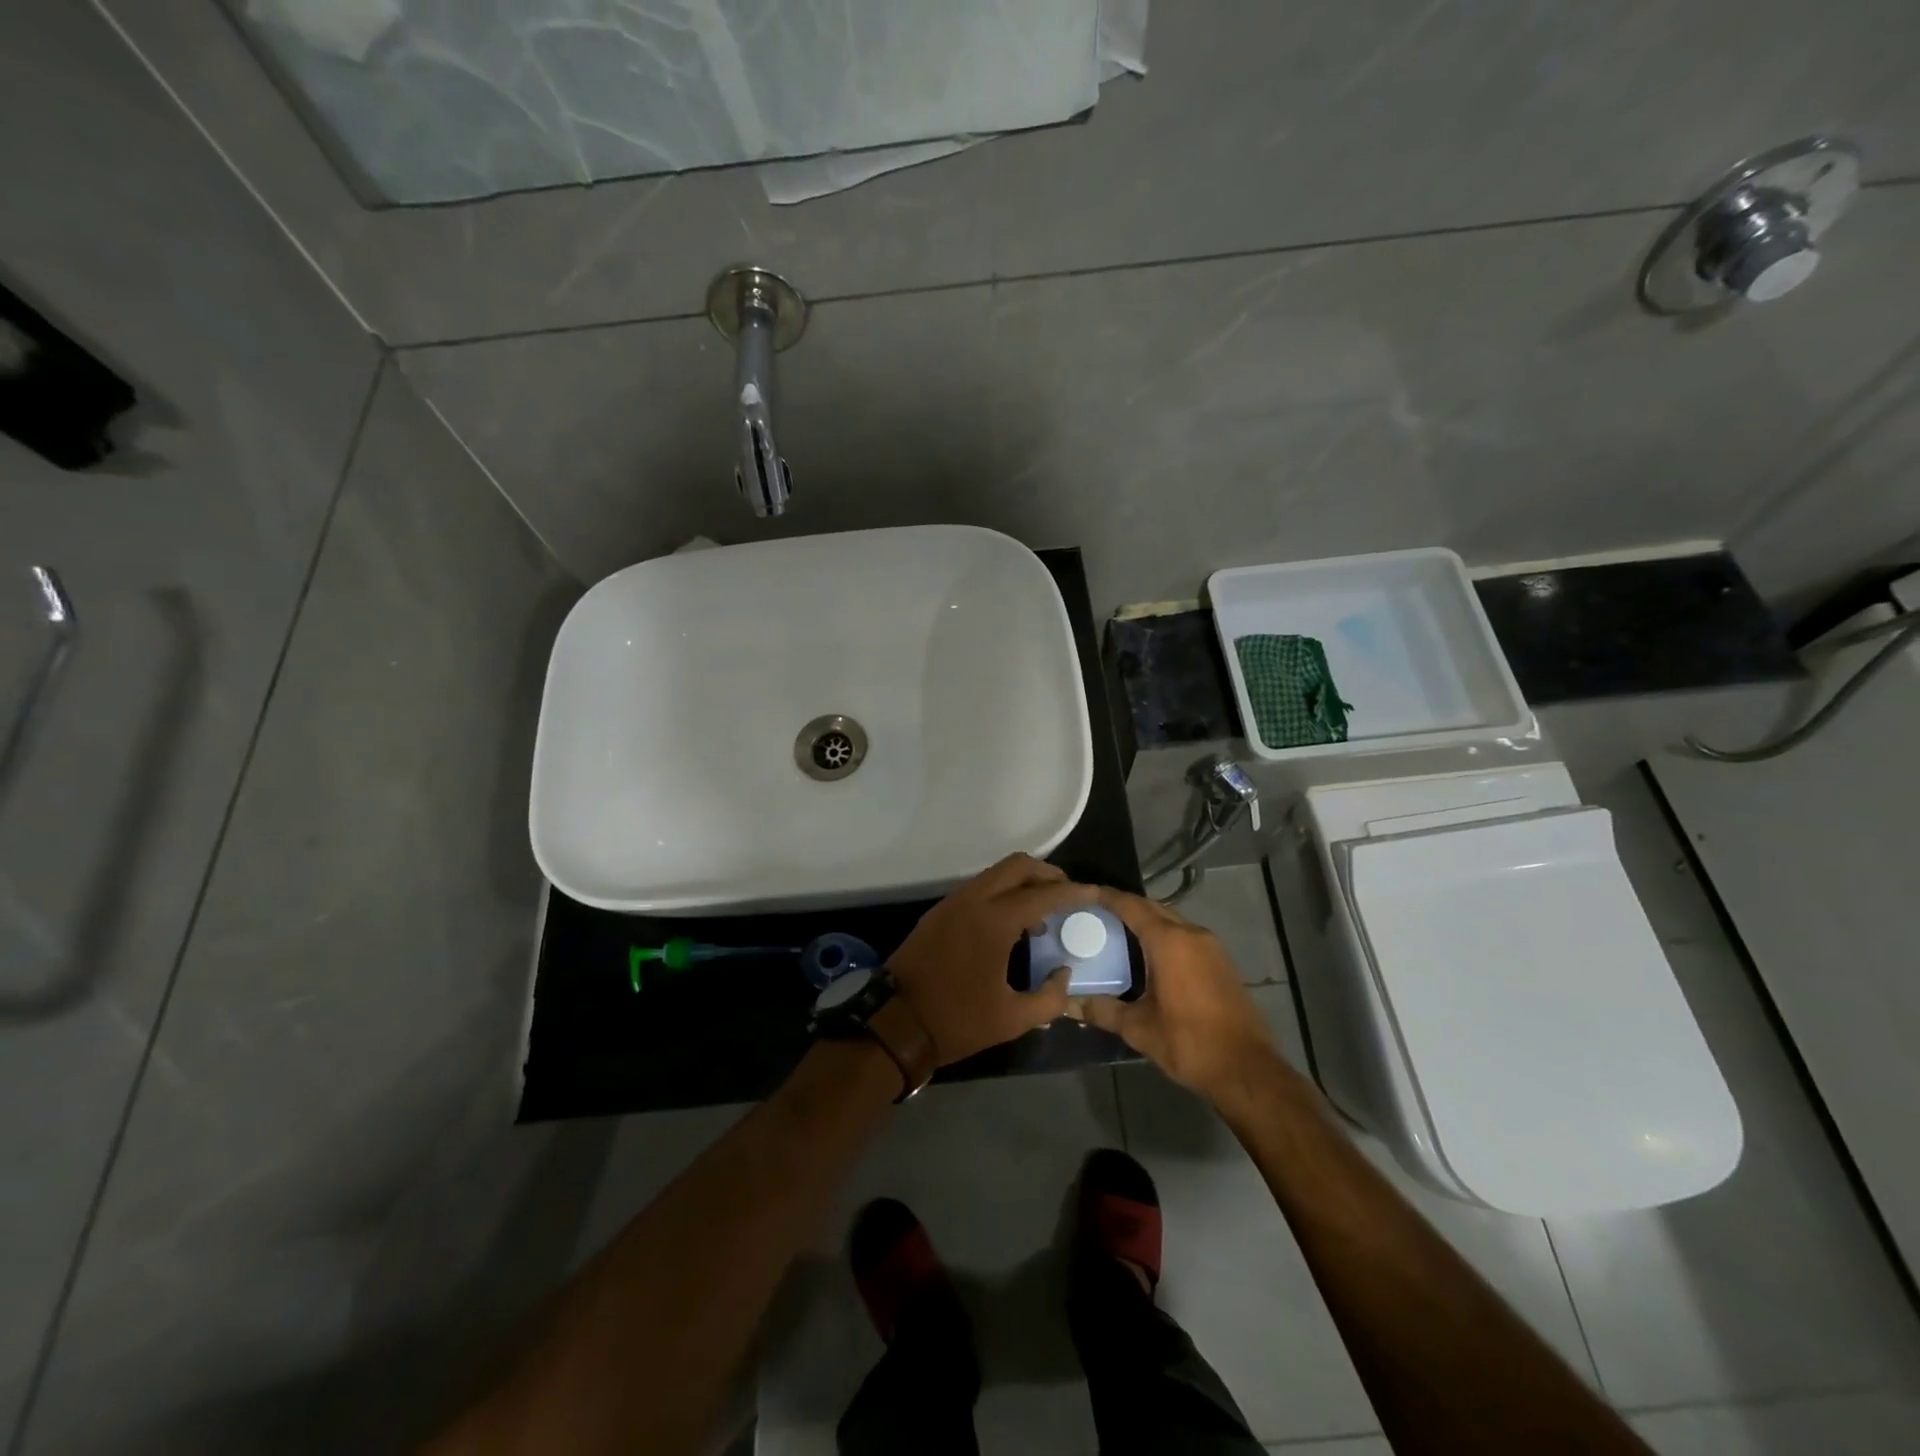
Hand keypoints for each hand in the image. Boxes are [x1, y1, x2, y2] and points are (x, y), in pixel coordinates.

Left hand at [889, 853, 1096, 1065]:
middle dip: (1047, 874)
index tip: (1095, 893)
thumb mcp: (1012, 1019)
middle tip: (1068, 894)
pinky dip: (1001, 894)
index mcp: (994, 920)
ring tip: (1042, 915)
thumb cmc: (956, 1021)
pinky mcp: (939, 912)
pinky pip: (979, 889)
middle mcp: (973, 900)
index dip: (1073, 892)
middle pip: (1017, 866)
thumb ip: (1050, 997)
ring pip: (995, 875)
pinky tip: (1010, 926)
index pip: (1043, 894)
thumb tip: (1063, 974)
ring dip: (1022, 884)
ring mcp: (952, 902)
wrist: (894, 1023)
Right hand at [1067, 889, 1283, 1104]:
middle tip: (1096, 913)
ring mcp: (1211, 946)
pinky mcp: (1221, 961)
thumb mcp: (1139, 1029)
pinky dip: (1164, 935)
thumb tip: (1069, 1004)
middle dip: (1125, 906)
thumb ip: (1102, 1010)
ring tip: (1118, 932)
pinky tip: (1149, 955)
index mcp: (1169, 942)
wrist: (1247, 1070)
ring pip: (1171, 920)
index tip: (1084, 893)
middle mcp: (1192, 934)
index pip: (1131, 906)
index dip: (1106, 896)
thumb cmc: (1189, 1043)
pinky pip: (1185, 936)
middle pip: (1152, 907)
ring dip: (1146, 920)